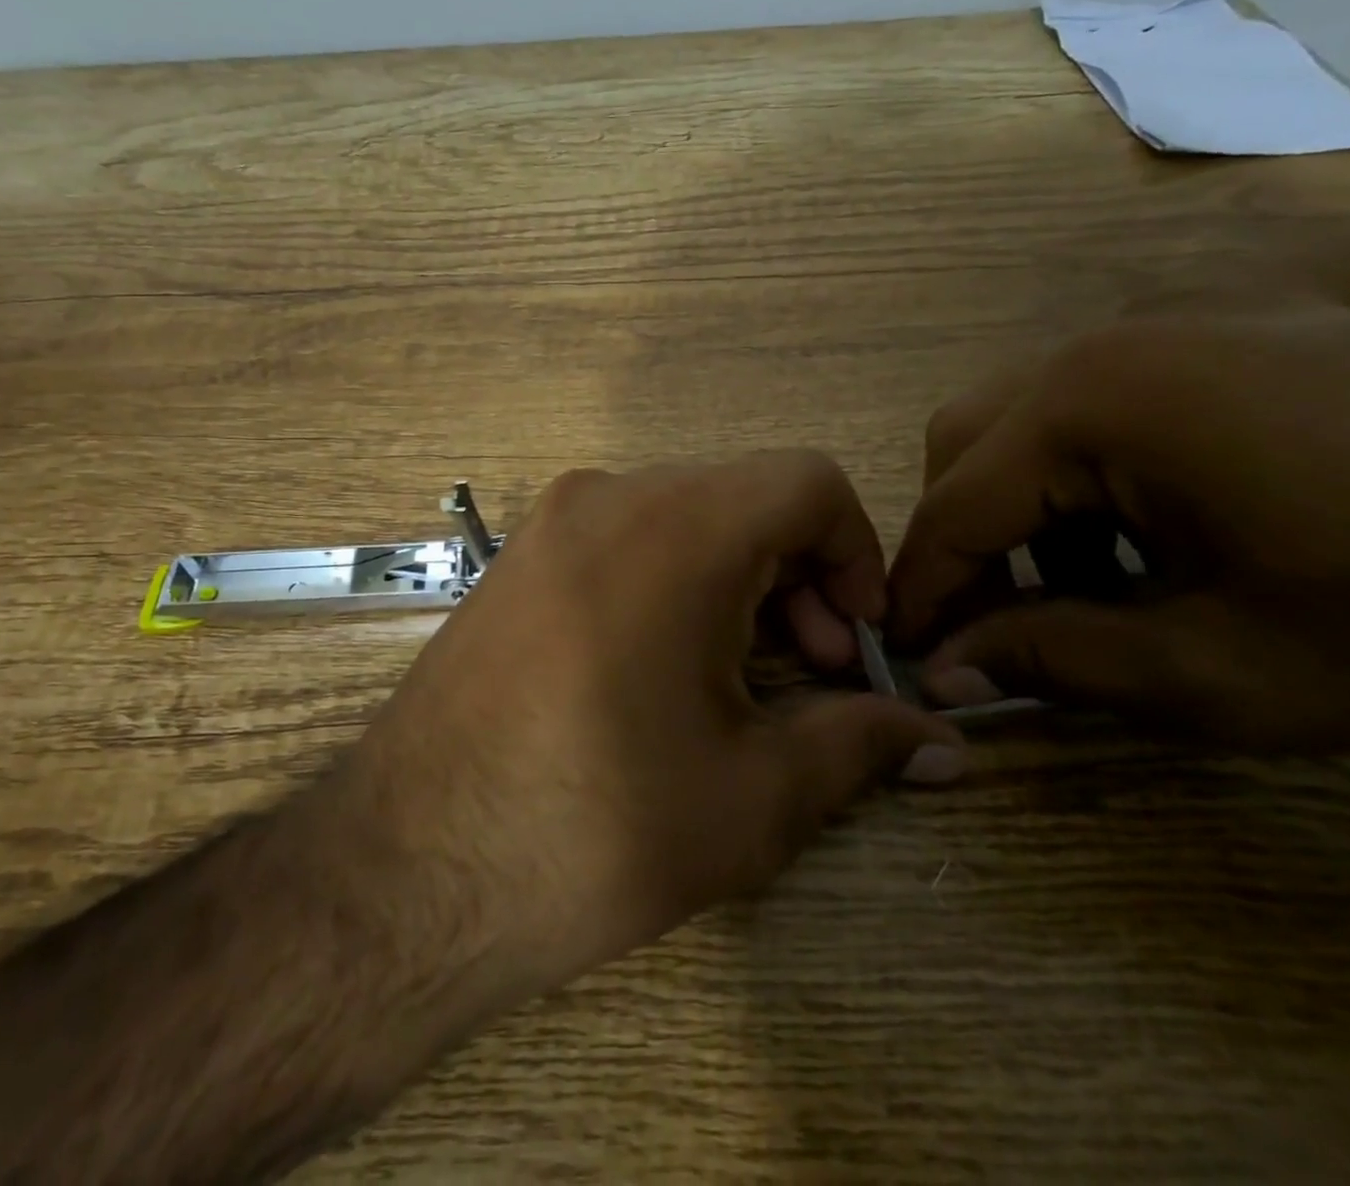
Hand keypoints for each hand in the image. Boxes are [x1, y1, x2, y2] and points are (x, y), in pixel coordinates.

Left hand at [336, 452, 964, 1010]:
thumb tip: (943, 743)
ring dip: (739, 582)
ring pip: (686, 518)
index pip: (808, 481)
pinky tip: (666, 670)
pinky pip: (625, 540)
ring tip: (743, 682)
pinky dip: (673, 582)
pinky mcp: (517, 559)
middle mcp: (608, 495)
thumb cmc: (595, 827)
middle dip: (800, 577)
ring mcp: (551, 521)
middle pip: (746, 499)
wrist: (406, 868)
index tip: (856, 640)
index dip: (857, 551)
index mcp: (676, 527)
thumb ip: (863, 744)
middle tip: (811, 675)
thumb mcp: (755, 795)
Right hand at [887, 308, 1349, 756]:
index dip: (919, 591)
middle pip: (965, 441)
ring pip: (1023, 416)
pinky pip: (1096, 399)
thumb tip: (942, 674)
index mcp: (1095, 405)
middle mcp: (1106, 342)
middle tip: (991, 622)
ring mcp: (1168, 323)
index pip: (953, 506)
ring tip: (1079, 586)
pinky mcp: (1221, 330)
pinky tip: (1148, 533)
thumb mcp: (1229, 672)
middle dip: (960, 537)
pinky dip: (1082, 472)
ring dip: (1019, 504)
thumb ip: (1056, 661)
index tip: (901, 658)